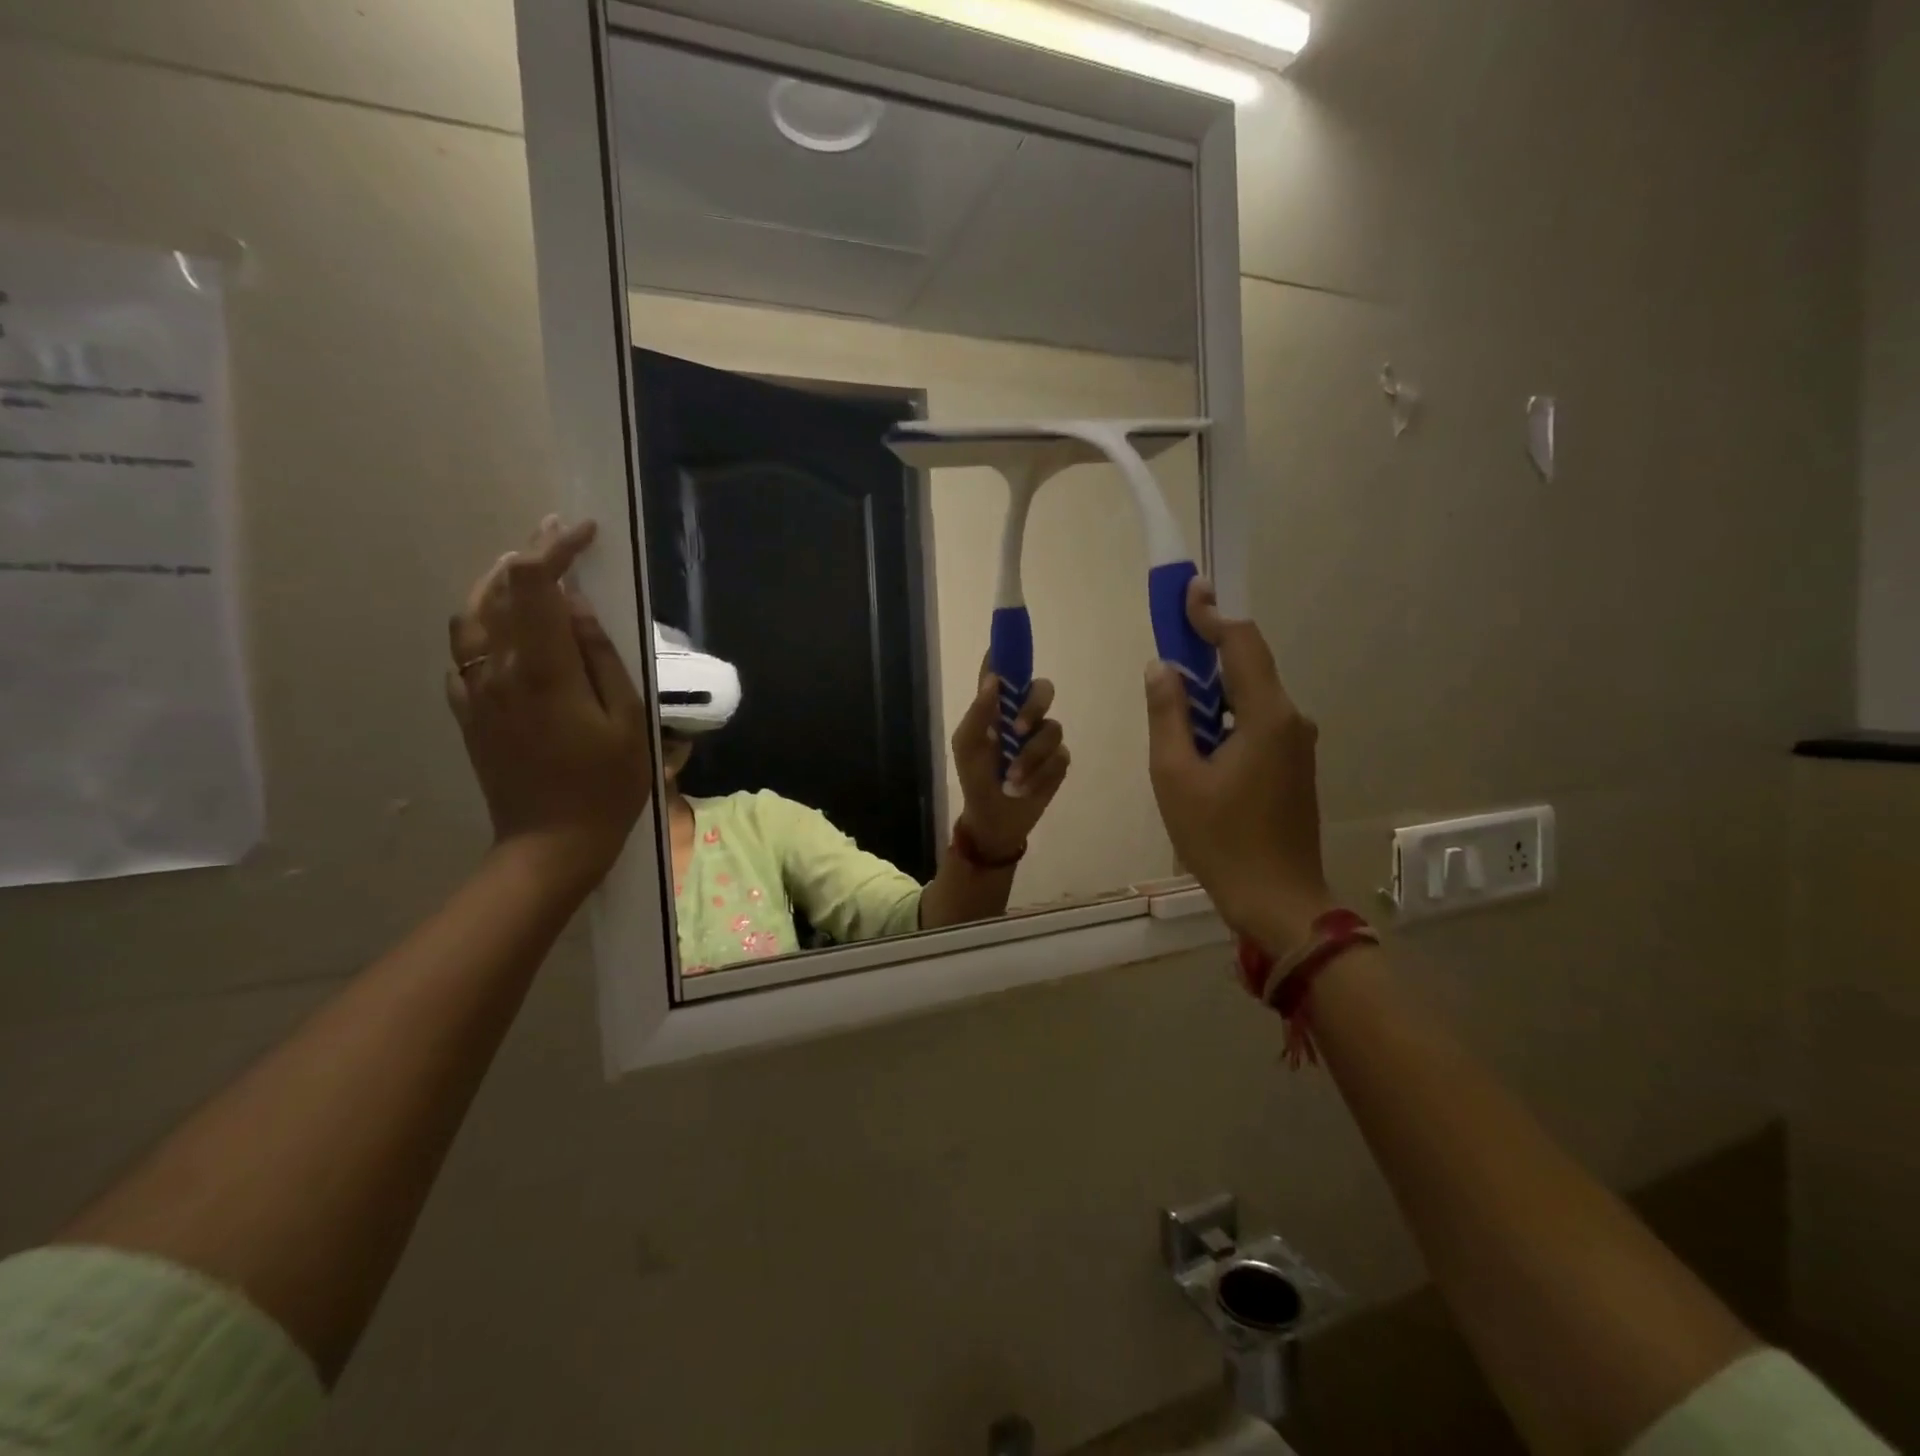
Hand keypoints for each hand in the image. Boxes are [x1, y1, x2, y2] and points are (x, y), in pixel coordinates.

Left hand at [447, 517, 650, 890]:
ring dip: (498, 583)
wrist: (550, 843)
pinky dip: (484, 622)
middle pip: (495, 590)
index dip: (555, 548)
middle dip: (527, 554)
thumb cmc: (605, 785)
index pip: (534, 585)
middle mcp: (497, 671)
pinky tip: (508, 627)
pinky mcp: (466, 712)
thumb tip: (577, 606)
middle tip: (559, 536)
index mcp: (542, 671)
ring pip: (471, 616)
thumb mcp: (626, 720)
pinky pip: (464, 651)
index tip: (584, 531)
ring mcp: (474, 692)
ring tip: (530, 572)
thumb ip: (600, 656)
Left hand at [950, 661, 1070, 862]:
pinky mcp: (1059, 760)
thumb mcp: (967, 746)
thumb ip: (979, 713)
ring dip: (1030, 756)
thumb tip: (994, 679)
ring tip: (1013, 779)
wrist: (994, 818)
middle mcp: (1023, 715)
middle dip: (1032, 707)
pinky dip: (1041, 774)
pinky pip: (1060, 756)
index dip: (1011, 650)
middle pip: (1042, 689)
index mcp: (998, 706)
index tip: (1013, 635)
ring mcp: (1044, 737)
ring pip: (1052, 728)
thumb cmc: (975, 778)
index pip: (1006, 669)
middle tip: (1017, 730)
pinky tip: (1025, 787)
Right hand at [1144, 578, 1331, 954]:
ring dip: (1216, 686)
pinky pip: (1258, 721)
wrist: (1277, 900)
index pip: (1242, 644)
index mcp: (1266, 717)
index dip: (1212, 615)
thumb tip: (1163, 667)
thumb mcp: (1175, 776)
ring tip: (1176, 695)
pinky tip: (1200, 736)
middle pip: (1251, 665)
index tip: (1188, 591)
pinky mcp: (1294, 766)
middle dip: (1211, 647)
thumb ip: (1167, 715)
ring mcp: (1297, 745)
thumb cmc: (1219, 839)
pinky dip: (1227, 713)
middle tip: (1172, 639)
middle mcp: (1291, 720)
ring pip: (1253, 695)